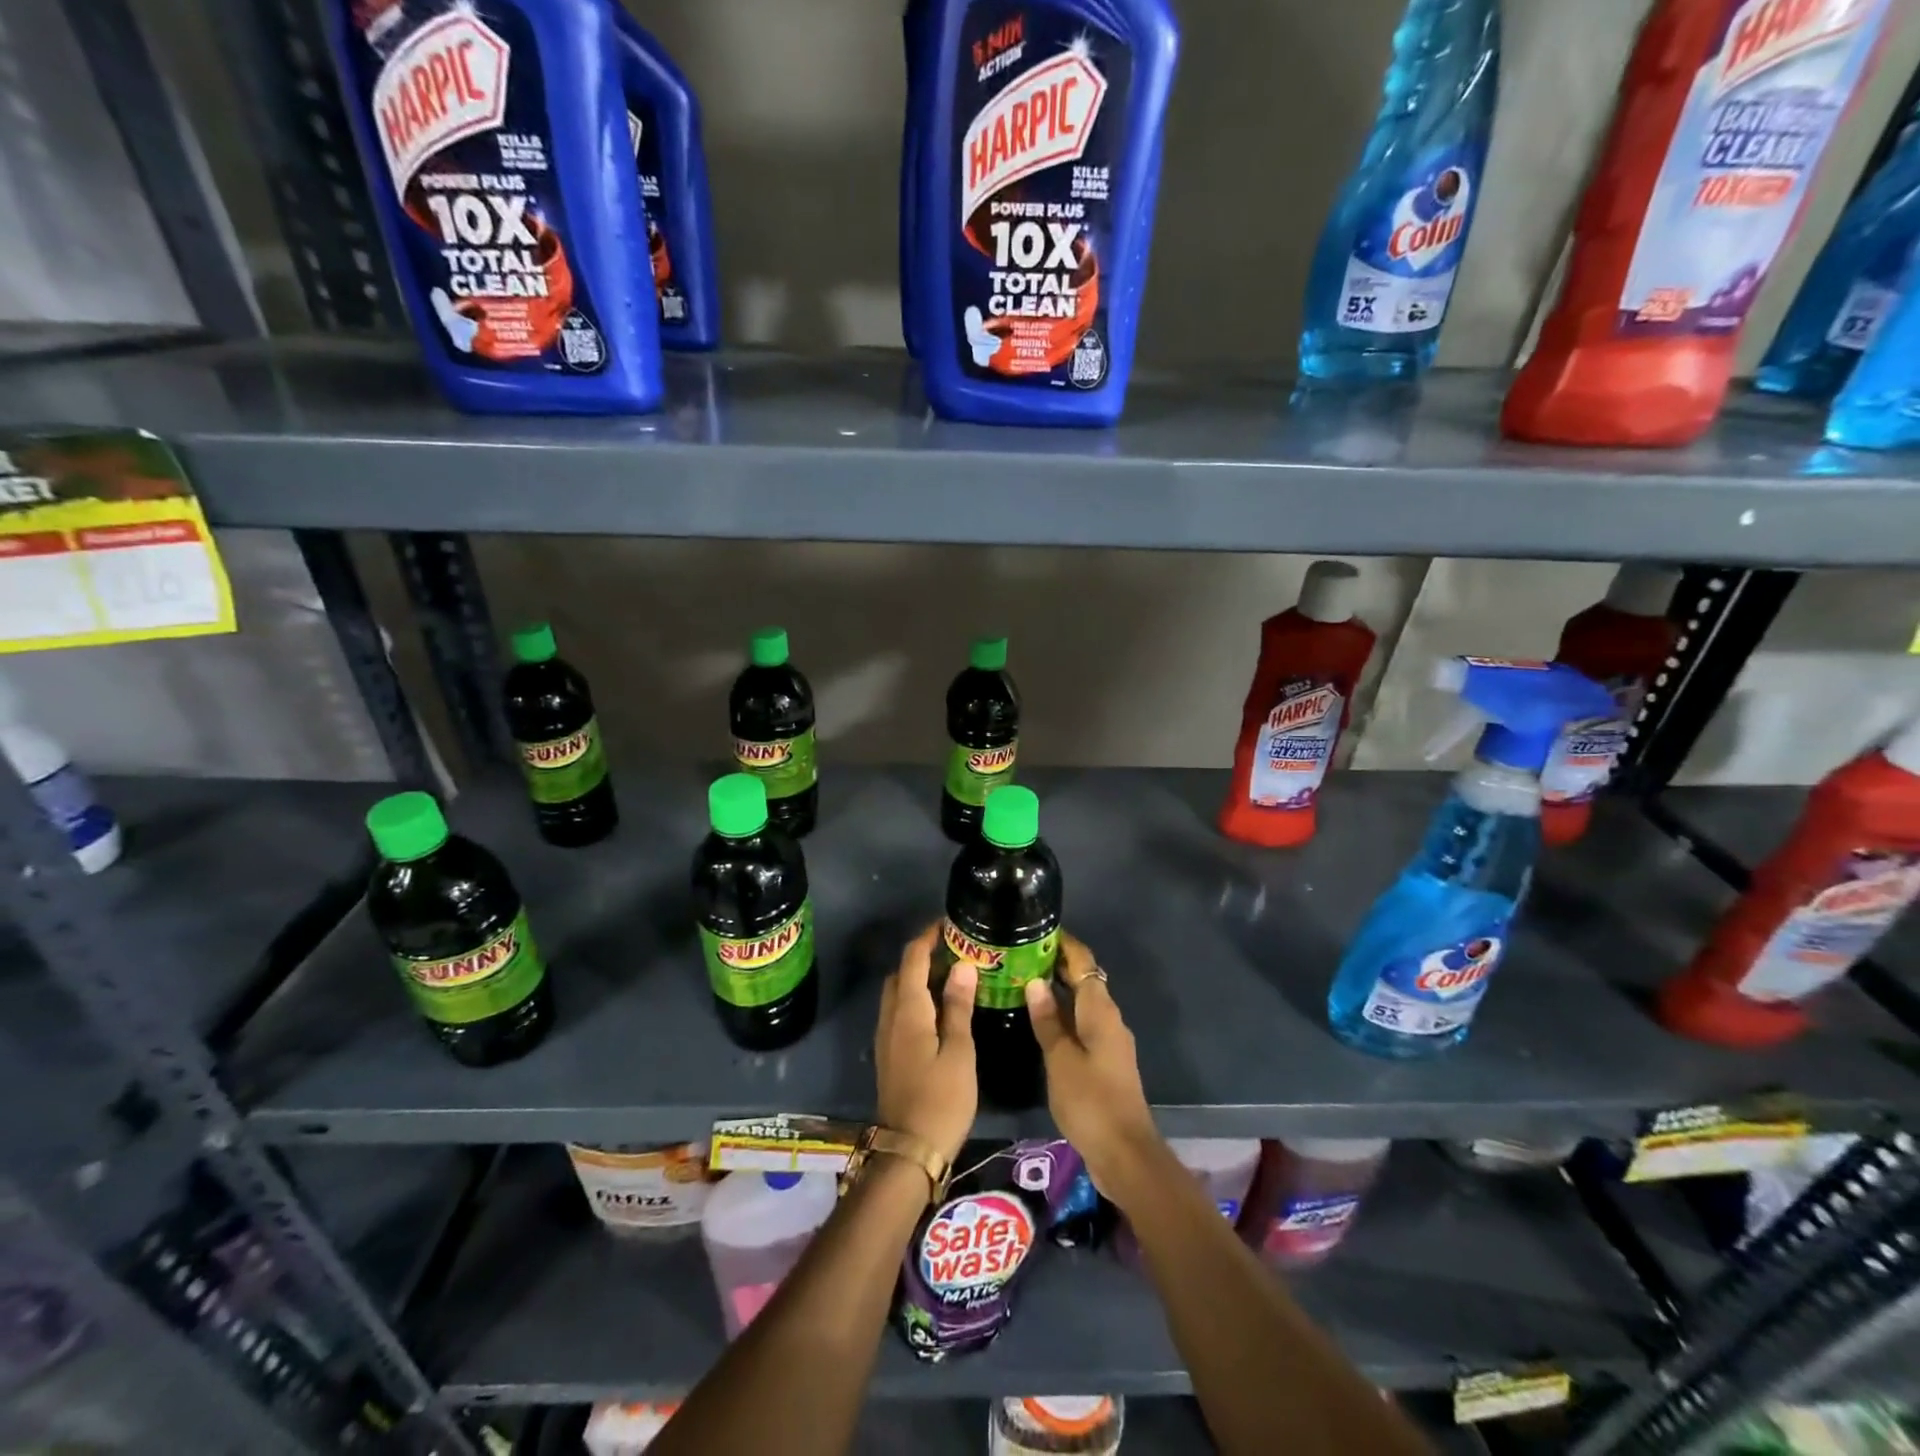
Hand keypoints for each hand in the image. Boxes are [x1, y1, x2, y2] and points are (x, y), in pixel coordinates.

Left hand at [874, 924, 978, 1164]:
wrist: (909, 1151)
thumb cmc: (941, 1099)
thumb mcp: (959, 1052)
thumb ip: (958, 1007)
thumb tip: (962, 965)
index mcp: (908, 1011)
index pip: (912, 960)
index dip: (927, 938)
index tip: (948, 925)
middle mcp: (891, 1018)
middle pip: (901, 974)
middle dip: (923, 956)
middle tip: (955, 952)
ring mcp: (886, 1038)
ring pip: (898, 994)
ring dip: (919, 978)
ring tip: (952, 977)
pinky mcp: (889, 1055)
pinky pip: (899, 1012)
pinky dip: (917, 1000)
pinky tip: (940, 1011)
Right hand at [1025, 934, 1163, 1205]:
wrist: (1125, 1152)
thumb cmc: (1091, 1100)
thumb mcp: (1061, 1059)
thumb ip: (1048, 1020)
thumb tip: (1035, 981)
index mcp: (1100, 1010)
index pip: (1083, 962)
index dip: (1064, 944)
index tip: (1038, 930)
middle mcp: (1108, 1018)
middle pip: (1084, 980)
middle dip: (1056, 964)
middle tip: (1021, 955)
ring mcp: (1109, 1040)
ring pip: (1082, 1003)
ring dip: (1058, 990)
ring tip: (1024, 981)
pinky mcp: (1105, 1061)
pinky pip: (1082, 1024)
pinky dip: (1063, 1014)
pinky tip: (1041, 1021)